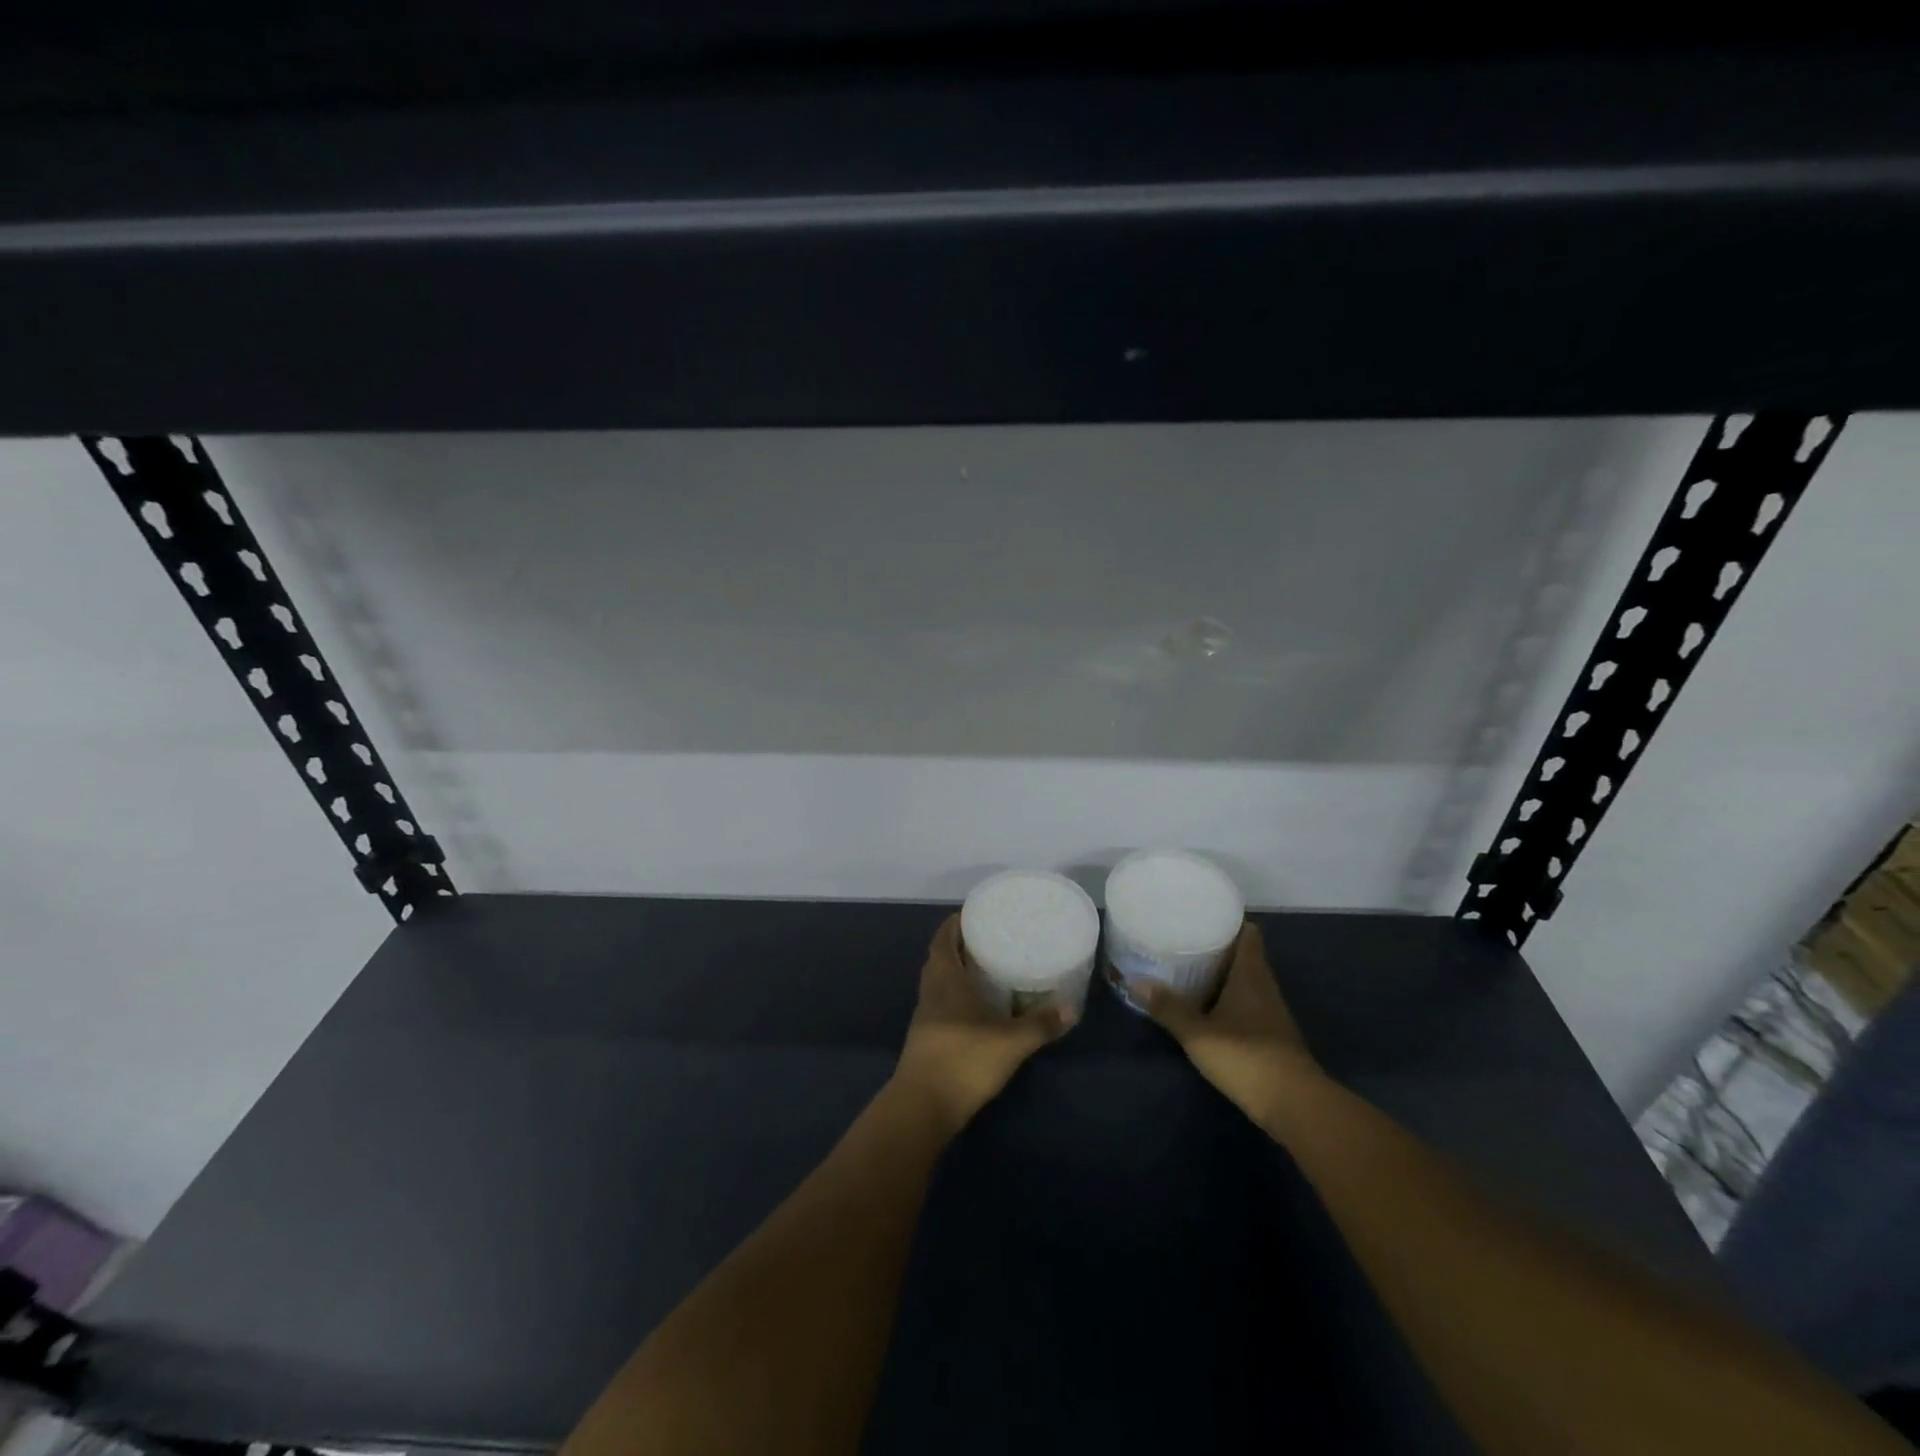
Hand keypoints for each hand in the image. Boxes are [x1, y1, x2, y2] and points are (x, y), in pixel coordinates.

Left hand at [892, 914, 1075, 1137]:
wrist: (923, 1106)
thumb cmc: (964, 1060)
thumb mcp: (1011, 1042)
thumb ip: (1041, 1024)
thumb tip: (1072, 1007)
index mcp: (946, 980)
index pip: (942, 941)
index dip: (953, 925)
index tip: (971, 914)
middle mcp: (931, 993)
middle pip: (938, 960)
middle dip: (957, 947)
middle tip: (984, 939)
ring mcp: (926, 1018)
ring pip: (938, 984)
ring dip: (955, 973)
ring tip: (983, 969)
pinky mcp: (927, 1041)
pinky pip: (940, 1006)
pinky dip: (955, 998)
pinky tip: (976, 1009)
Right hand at [1134, 922, 1324, 1125]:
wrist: (1295, 1105)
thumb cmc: (1247, 1057)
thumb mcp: (1198, 1033)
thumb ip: (1168, 1007)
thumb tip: (1133, 980)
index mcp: (1251, 974)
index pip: (1248, 933)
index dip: (1229, 920)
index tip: (1203, 914)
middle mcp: (1265, 986)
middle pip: (1244, 955)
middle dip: (1218, 947)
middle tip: (1185, 939)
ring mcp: (1271, 1012)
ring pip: (1245, 981)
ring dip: (1222, 974)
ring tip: (1189, 969)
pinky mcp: (1271, 1035)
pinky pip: (1247, 1004)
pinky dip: (1228, 999)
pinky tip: (1206, 1006)